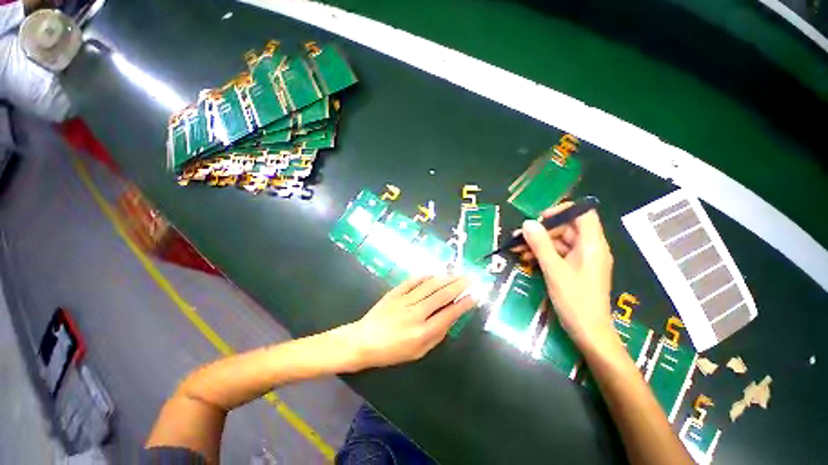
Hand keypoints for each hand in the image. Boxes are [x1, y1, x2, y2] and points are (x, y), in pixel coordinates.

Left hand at [345, 276, 474, 369]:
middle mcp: (415, 314)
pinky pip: (412, 281)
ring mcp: (404, 301)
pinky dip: (425, 276)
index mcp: (422, 332)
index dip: (463, 305)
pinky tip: (434, 274)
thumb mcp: (418, 353)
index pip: (449, 314)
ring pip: (429, 286)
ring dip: (445, 279)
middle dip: (458, 286)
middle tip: (469, 279)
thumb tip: (450, 318)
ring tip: (456, 275)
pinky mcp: (394, 293)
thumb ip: (436, 336)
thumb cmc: (391, 352)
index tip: (474, 297)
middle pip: (441, 296)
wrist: (363, 341)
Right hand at [519, 204, 618, 351]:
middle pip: (566, 228)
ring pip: (559, 242)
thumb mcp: (553, 269)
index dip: (562, 211)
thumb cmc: (574, 299)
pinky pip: (558, 255)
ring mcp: (582, 259)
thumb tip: (528, 223)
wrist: (588, 332)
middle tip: (518, 237)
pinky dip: (542, 255)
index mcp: (592, 244)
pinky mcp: (575, 269)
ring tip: (516, 249)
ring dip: (538, 244)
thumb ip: (540, 244)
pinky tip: (526, 259)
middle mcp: (590, 248)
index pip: (583, 214)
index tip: (540, 218)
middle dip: (541, 231)